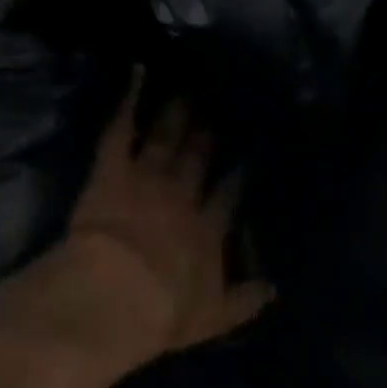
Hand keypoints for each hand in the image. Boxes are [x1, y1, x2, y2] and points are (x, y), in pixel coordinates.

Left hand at [63, 75, 271, 359]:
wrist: (117, 295)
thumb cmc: (164, 310)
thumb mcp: (214, 315)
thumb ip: (245, 300)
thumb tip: (274, 290)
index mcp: (208, 229)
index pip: (229, 194)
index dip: (238, 175)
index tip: (248, 158)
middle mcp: (182, 196)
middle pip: (198, 159)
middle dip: (208, 136)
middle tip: (216, 112)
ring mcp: (147, 178)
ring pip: (165, 139)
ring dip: (176, 116)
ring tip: (187, 92)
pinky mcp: (112, 170)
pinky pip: (121, 129)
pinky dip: (129, 100)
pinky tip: (139, 72)